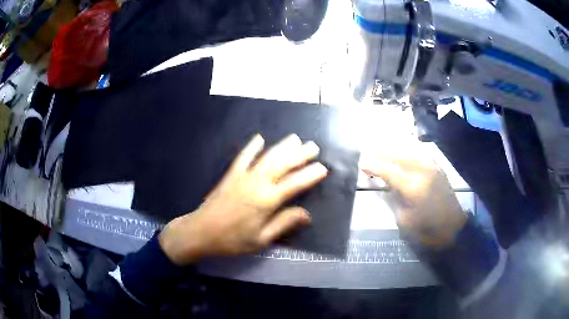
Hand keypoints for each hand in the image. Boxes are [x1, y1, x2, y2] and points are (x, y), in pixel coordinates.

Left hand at [159, 134, 327, 265]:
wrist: (200, 232)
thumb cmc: (232, 241)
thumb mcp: (261, 240)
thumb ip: (283, 224)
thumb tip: (306, 214)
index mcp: (266, 201)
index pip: (294, 185)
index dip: (310, 175)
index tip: (323, 168)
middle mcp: (257, 184)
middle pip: (282, 165)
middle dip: (300, 155)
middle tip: (313, 146)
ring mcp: (242, 177)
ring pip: (266, 157)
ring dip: (282, 147)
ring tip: (295, 138)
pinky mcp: (230, 175)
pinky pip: (243, 157)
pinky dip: (251, 147)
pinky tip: (259, 138)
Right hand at [360, 155, 466, 247]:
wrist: (453, 228)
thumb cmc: (427, 229)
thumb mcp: (404, 219)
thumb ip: (395, 198)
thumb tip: (388, 185)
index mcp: (413, 187)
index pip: (389, 170)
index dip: (374, 166)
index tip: (362, 163)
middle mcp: (423, 172)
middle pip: (399, 156)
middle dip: (383, 154)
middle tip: (370, 157)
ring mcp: (432, 168)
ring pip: (410, 151)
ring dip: (395, 151)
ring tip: (384, 154)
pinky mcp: (438, 169)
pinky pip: (420, 154)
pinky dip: (409, 153)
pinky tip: (403, 156)